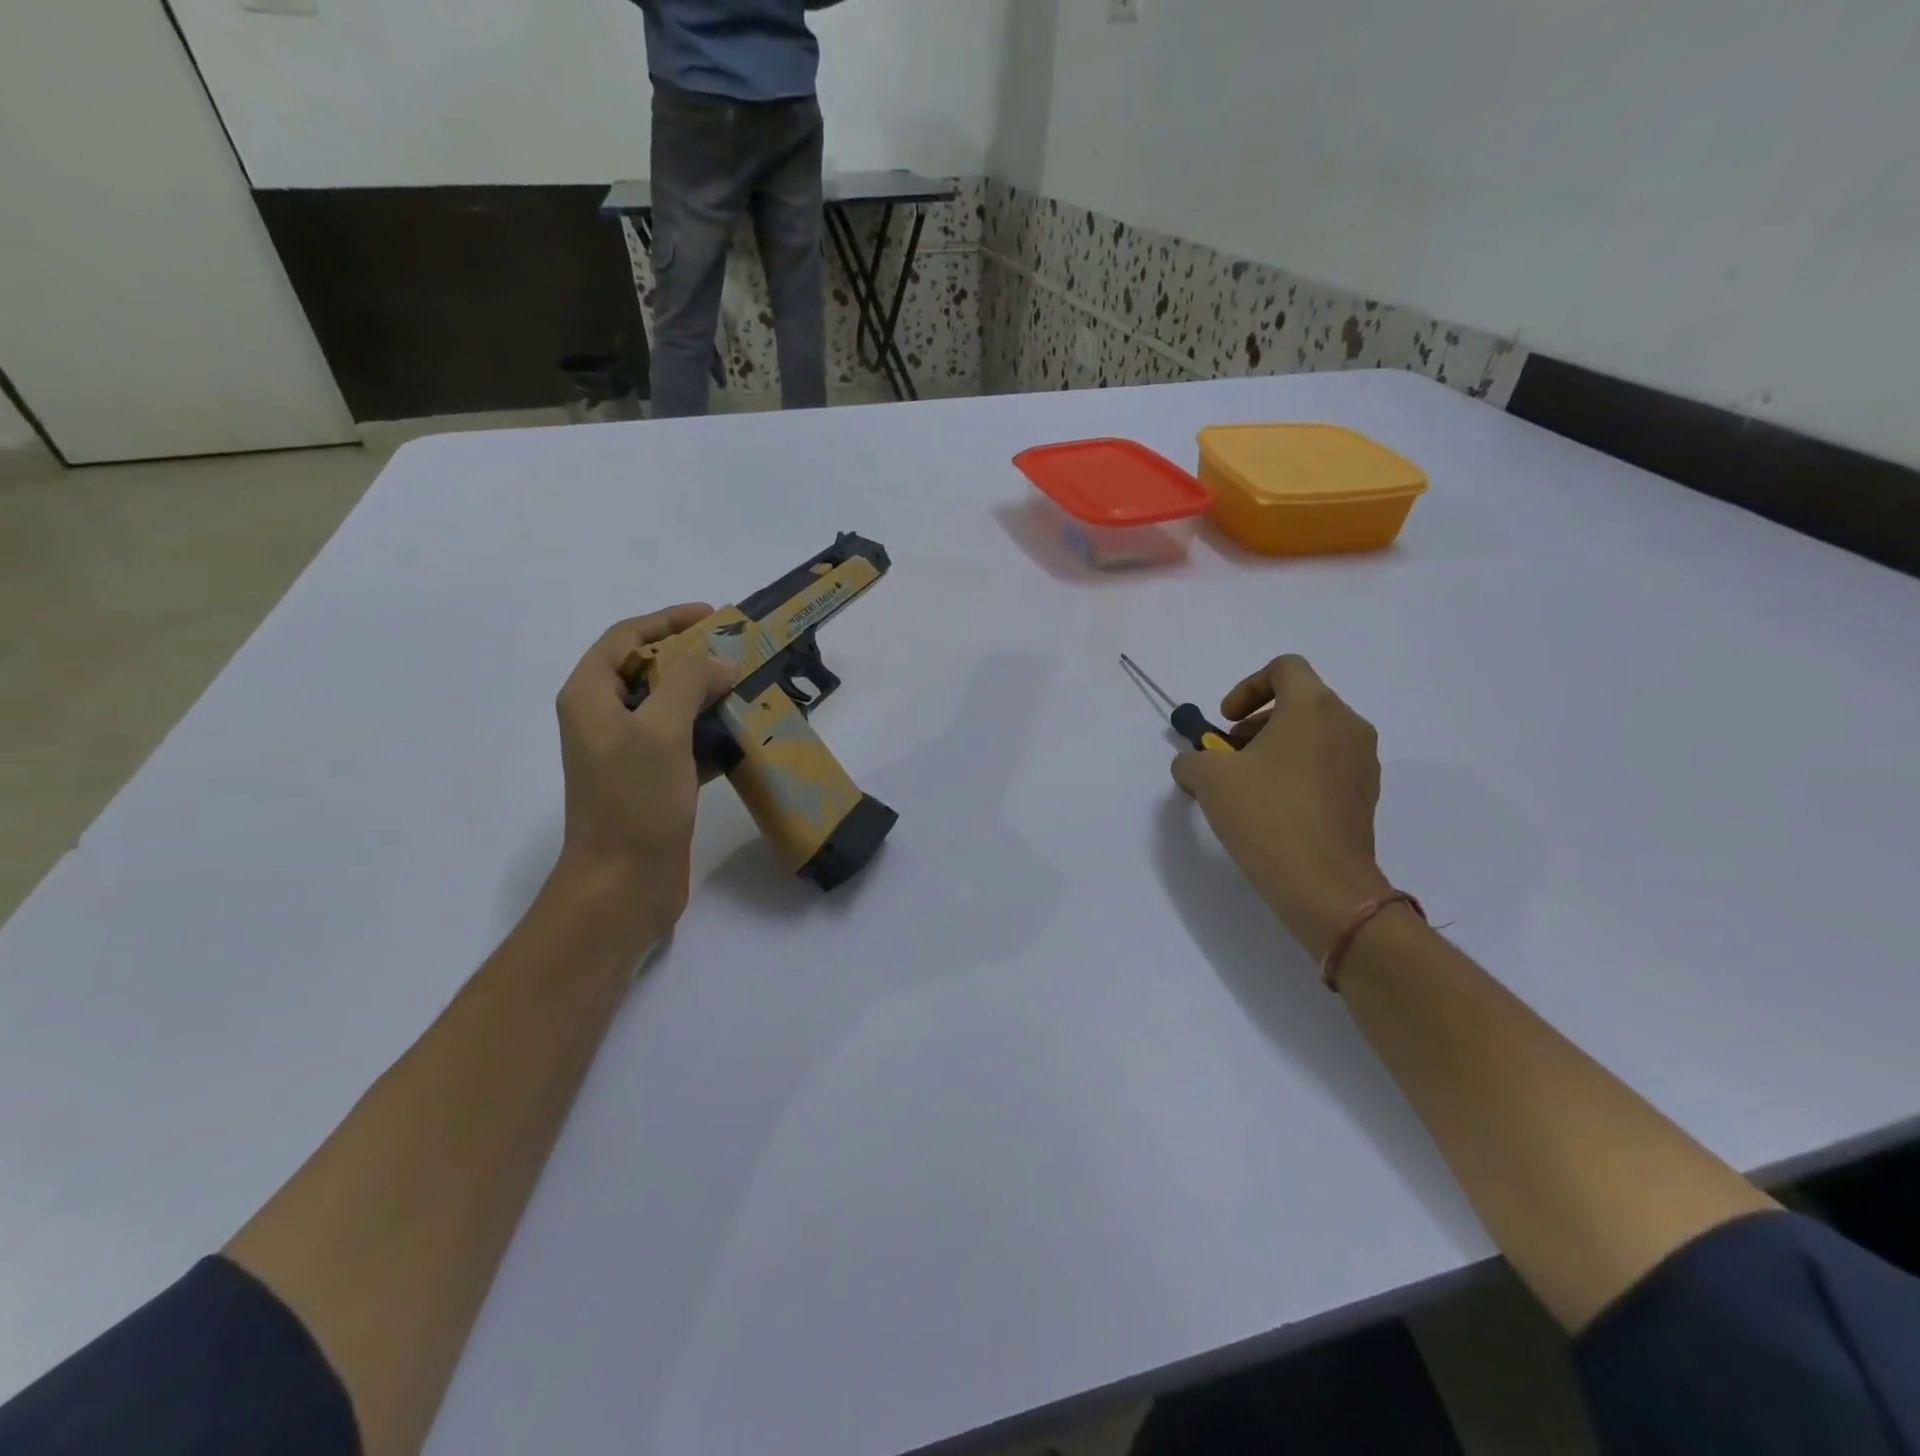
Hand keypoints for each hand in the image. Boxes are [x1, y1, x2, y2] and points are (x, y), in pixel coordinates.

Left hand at [553, 605, 732, 937]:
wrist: (623, 883)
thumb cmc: (634, 800)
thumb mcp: (660, 730)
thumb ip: (688, 682)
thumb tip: (720, 662)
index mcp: (590, 697)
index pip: (626, 638)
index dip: (668, 621)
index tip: (714, 617)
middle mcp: (604, 719)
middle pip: (649, 670)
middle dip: (693, 658)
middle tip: (739, 653)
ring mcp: (628, 752)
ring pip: (670, 707)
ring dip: (706, 695)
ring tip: (748, 689)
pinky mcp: (653, 781)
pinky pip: (684, 742)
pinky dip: (710, 732)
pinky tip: (742, 735)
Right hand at [1171, 655, 1393, 959]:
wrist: (1323, 885)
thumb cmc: (1265, 815)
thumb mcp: (1208, 779)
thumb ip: (1192, 759)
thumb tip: (1193, 764)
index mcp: (1313, 707)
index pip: (1284, 668)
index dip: (1247, 687)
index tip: (1225, 721)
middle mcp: (1347, 724)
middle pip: (1299, 702)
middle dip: (1256, 723)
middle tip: (1228, 755)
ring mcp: (1363, 761)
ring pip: (1314, 735)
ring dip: (1276, 748)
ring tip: (1247, 785)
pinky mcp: (1366, 795)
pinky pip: (1327, 766)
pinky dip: (1298, 772)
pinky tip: (1273, 809)